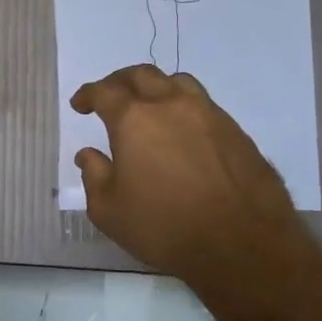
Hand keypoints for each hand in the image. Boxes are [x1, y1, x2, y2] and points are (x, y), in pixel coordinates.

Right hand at [70, 65, 318, 298]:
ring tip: (149, 106)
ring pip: (177, 82)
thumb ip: (94, 176)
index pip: (104, 91)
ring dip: (156, 88)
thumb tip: (89, 155)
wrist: (242, 245)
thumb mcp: (109, 211)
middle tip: (110, 97)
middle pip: (142, 75)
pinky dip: (184, 108)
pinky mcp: (236, 132)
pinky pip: (204, 105)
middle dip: (120, 82)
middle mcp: (171, 106)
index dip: (88, 94)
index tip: (79, 104)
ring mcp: (209, 115)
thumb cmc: (164, 227)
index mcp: (134, 120)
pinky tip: (182, 133)